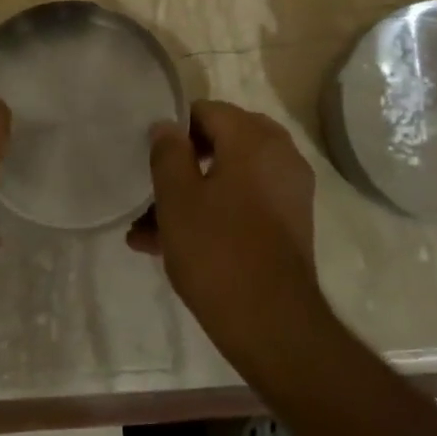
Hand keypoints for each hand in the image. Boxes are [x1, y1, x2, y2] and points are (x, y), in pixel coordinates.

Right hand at [128, 100, 329, 367]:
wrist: (272, 324)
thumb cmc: (217, 251)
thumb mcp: (177, 199)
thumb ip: (168, 153)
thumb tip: (167, 126)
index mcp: (254, 139)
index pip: (207, 111)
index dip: (174, 130)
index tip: (149, 158)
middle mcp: (279, 156)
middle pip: (221, 144)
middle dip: (182, 166)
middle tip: (150, 189)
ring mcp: (288, 192)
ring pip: (228, 179)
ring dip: (190, 196)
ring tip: (147, 229)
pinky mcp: (288, 225)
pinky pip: (243, 205)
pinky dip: (213, 214)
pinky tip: (171, 246)